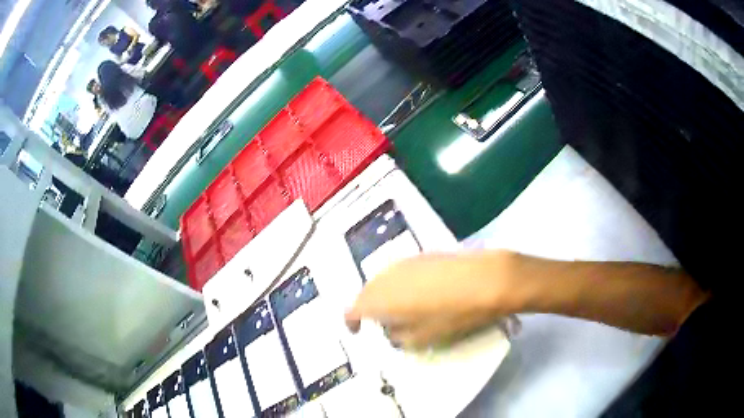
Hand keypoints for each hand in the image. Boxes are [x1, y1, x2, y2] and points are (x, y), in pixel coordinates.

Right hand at [344, 251, 519, 348]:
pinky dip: (401, 284)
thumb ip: (398, 337)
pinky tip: (419, 292)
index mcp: (379, 299)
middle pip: (367, 292)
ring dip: (385, 294)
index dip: (351, 321)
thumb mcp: (421, 338)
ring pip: (384, 280)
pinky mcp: (422, 255)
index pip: (352, 309)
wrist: (486, 280)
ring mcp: (404, 262)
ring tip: (401, 308)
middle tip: (381, 322)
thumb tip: (392, 331)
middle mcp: (385, 277)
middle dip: (369, 307)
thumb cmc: (452, 315)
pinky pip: (401, 272)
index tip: (357, 331)